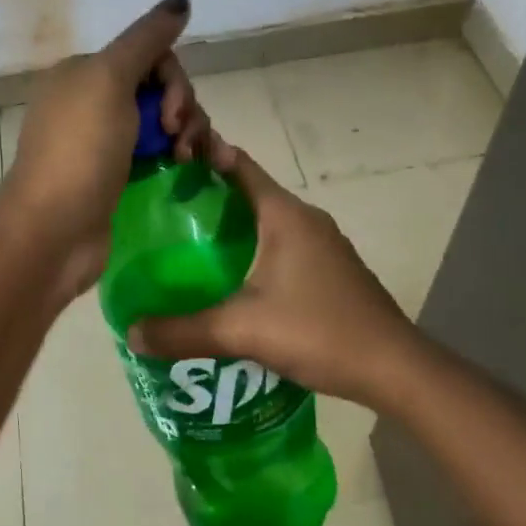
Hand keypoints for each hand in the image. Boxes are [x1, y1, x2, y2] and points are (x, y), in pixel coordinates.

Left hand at [0, 0, 213, 300]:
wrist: (53, 230)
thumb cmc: (79, 150)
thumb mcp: (109, 80)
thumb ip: (146, 39)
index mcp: (83, 73)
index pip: (147, 56)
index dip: (172, 80)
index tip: (172, 112)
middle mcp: (90, 102)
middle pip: (159, 89)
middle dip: (182, 108)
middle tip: (180, 139)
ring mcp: (102, 142)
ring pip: (162, 122)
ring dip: (188, 133)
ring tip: (191, 160)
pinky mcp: (116, 177)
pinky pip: (157, 153)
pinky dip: (178, 155)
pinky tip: (193, 168)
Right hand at [126, 148, 416, 406]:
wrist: (393, 367)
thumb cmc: (318, 331)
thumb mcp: (242, 330)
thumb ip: (183, 331)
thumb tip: (131, 332)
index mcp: (284, 214)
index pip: (237, 164)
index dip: (201, 158)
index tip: (163, 166)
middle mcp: (304, 219)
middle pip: (247, 193)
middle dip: (206, 199)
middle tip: (160, 216)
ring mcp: (322, 244)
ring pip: (265, 223)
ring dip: (229, 229)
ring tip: (184, 249)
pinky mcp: (329, 269)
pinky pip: (280, 247)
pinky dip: (251, 252)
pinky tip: (228, 283)